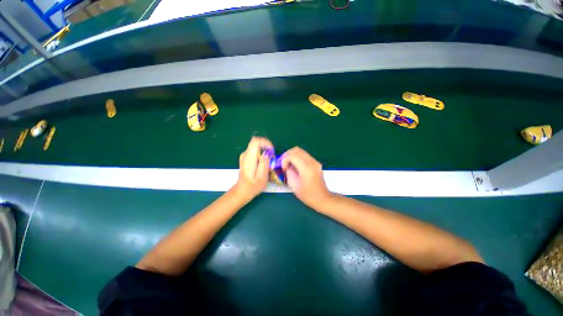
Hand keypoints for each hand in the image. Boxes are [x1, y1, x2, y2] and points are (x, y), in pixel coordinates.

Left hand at [234, 137, 272, 198]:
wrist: (242, 190)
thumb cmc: (253, 186)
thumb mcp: (262, 178)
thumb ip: (264, 164)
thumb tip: (267, 153)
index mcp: (249, 158)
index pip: (255, 141)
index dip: (265, 142)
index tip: (272, 150)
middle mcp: (245, 154)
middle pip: (256, 142)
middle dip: (266, 146)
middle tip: (272, 156)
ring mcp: (244, 155)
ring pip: (256, 146)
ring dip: (264, 150)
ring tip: (269, 160)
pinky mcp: (246, 157)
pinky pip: (255, 150)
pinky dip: (261, 153)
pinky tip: (264, 162)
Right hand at [281, 147, 332, 208]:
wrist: (323, 198)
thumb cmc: (307, 195)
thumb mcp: (294, 185)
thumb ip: (289, 172)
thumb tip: (286, 165)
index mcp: (306, 169)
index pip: (293, 155)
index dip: (285, 160)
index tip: (283, 168)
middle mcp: (312, 162)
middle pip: (296, 150)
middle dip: (287, 155)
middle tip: (283, 163)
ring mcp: (315, 161)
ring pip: (300, 151)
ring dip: (292, 155)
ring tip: (288, 164)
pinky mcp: (316, 162)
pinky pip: (304, 155)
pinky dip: (297, 157)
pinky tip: (295, 165)